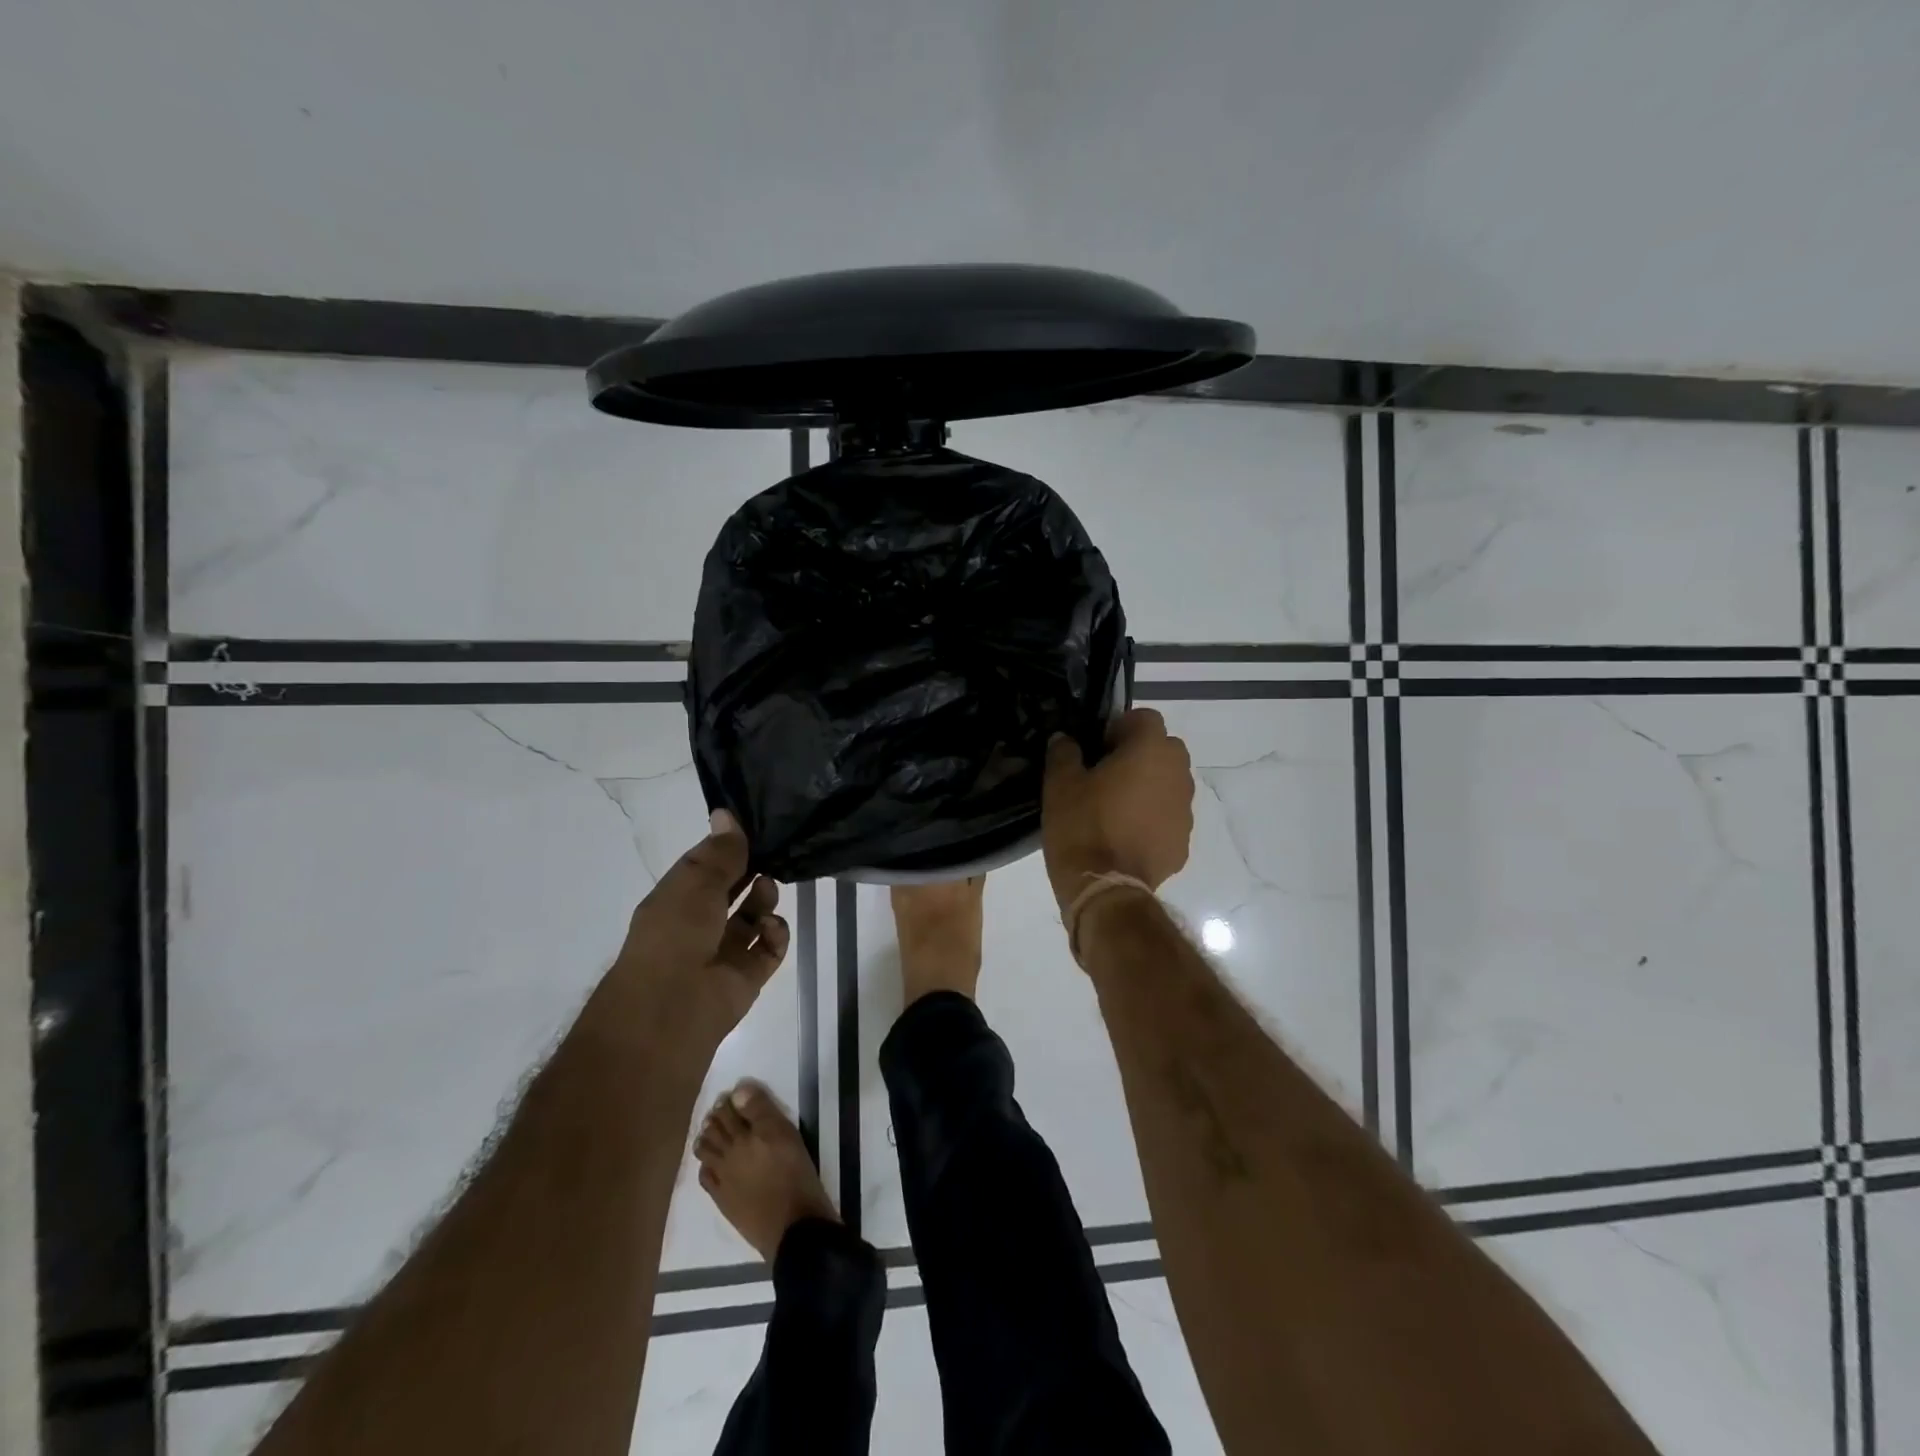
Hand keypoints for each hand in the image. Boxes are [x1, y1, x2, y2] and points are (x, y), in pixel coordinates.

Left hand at [597, 810, 790, 1051]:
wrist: (672, 1007)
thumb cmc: (676, 933)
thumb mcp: (696, 881)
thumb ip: (720, 851)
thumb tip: (726, 812)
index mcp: (677, 900)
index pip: (706, 867)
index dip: (728, 848)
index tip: (756, 829)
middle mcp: (699, 925)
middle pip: (733, 891)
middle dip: (752, 872)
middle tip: (773, 856)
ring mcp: (724, 952)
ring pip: (753, 918)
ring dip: (765, 900)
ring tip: (768, 891)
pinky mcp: (747, 976)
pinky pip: (769, 948)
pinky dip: (775, 934)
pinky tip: (771, 927)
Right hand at [1042, 709, 1194, 912]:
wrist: (1106, 889)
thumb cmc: (1082, 826)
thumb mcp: (1060, 784)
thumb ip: (1064, 752)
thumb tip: (1066, 739)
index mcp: (1151, 750)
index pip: (1145, 717)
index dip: (1119, 727)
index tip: (1097, 748)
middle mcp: (1178, 773)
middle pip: (1163, 749)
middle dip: (1138, 755)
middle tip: (1105, 775)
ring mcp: (1186, 810)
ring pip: (1169, 784)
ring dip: (1148, 787)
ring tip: (1115, 809)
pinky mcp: (1184, 842)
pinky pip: (1168, 817)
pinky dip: (1152, 819)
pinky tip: (1125, 837)